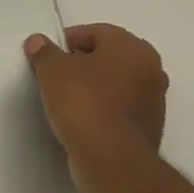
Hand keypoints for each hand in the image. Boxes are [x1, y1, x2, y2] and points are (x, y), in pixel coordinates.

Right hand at [24, 24, 168, 192]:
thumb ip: (44, 52)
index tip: (47, 57)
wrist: (111, 160)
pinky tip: (80, 120)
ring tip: (65, 100)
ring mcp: (154, 101)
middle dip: (81, 64)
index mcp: (133, 48)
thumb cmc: (84, 103)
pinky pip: (119, 108)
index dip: (67, 41)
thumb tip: (38, 42)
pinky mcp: (149, 128)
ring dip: (92, 87)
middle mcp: (151, 69)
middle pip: (107, 57)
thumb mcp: (52, 70)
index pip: (95, 32)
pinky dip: (101, 109)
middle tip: (54, 76)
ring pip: (115, 83)